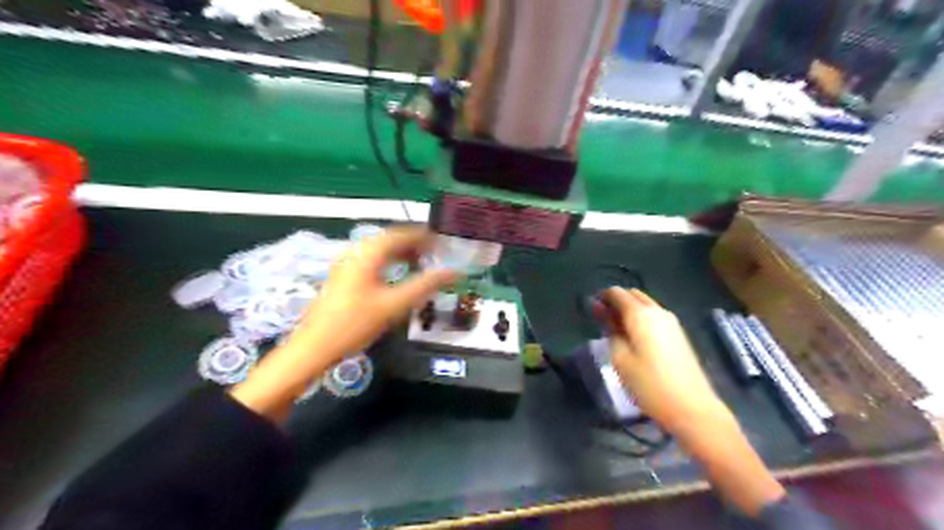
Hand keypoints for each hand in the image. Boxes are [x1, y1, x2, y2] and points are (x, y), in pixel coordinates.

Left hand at [232, 228, 460, 421]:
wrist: (315, 347)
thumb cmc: (356, 323)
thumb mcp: (395, 304)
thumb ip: (426, 285)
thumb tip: (455, 272)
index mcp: (368, 253)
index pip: (401, 234)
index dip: (424, 236)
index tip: (443, 242)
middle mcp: (356, 251)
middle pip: (389, 239)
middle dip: (414, 244)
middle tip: (436, 254)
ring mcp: (346, 263)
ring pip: (380, 250)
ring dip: (402, 253)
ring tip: (421, 263)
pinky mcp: (343, 276)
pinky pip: (371, 260)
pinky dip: (389, 263)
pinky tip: (398, 276)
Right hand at [600, 288, 786, 514]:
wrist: (692, 408)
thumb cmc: (649, 384)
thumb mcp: (620, 358)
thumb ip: (610, 330)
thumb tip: (602, 312)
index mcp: (640, 314)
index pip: (617, 293)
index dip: (602, 297)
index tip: (591, 309)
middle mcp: (658, 311)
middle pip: (633, 294)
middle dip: (616, 301)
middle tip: (601, 318)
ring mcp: (672, 322)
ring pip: (645, 304)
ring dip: (629, 309)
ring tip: (616, 329)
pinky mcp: (679, 334)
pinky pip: (654, 316)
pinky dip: (641, 318)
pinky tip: (634, 337)